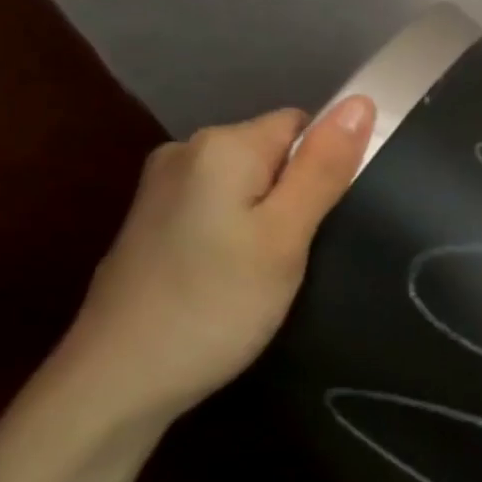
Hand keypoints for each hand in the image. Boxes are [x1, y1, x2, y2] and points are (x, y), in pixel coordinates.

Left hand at [58, 96, 374, 425]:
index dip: (324, 170)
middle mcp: (185, 152)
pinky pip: (219, 209)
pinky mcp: (152, 224)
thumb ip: (323, 168)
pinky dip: (237, 235)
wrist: (119, 380)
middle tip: (296, 255)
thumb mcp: (285, 236)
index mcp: (221, 146)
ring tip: (267, 273)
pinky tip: (232, 278)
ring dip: (269, 219)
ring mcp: (161, 189)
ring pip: (248, 185)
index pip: (302, 125)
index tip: (321, 224)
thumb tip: (362, 101)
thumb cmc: (216, 305)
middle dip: (297, 196)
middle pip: (273, 153)